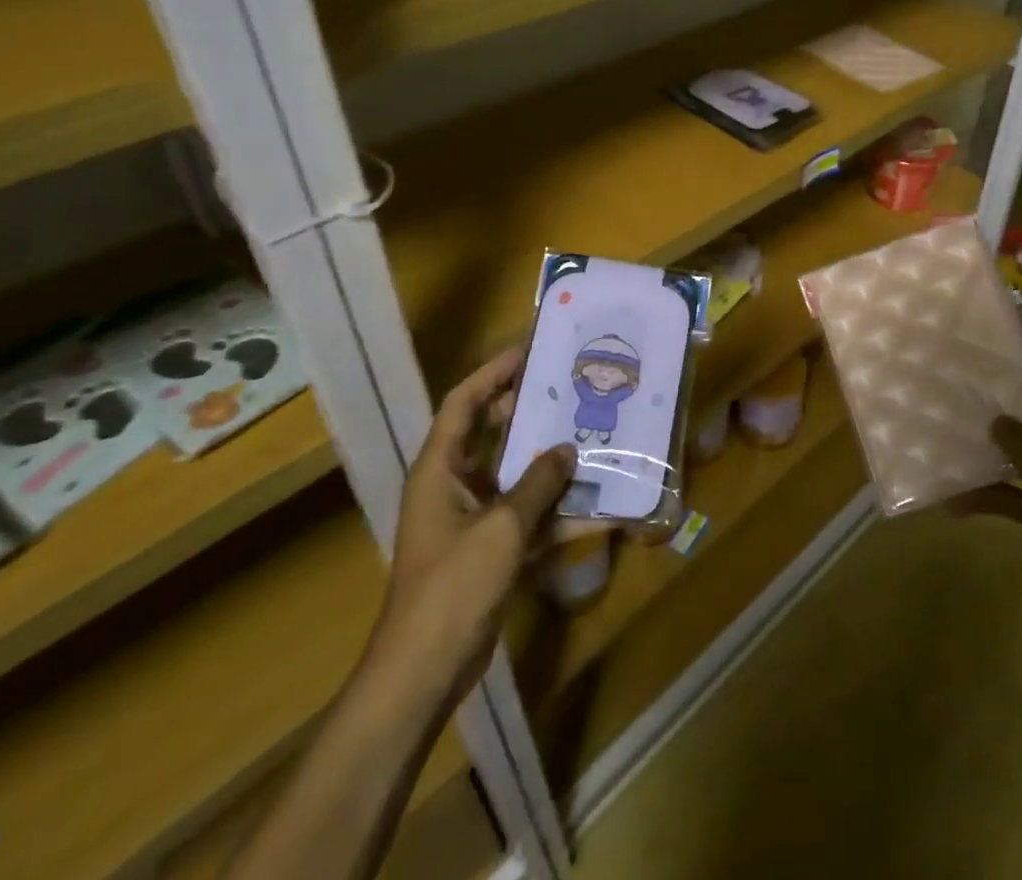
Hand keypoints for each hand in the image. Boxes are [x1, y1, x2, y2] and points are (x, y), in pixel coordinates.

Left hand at [373, 348, 573, 690]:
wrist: (425, 670)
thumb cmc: (453, 585)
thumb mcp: (502, 528)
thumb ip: (538, 483)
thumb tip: (567, 449)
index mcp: (440, 469)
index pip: (464, 403)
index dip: (492, 373)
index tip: (529, 352)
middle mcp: (452, 485)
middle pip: (491, 434)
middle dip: (528, 412)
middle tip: (569, 390)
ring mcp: (471, 519)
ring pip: (514, 475)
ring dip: (548, 462)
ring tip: (590, 436)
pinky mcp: (489, 550)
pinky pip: (526, 516)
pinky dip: (555, 512)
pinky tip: (596, 508)